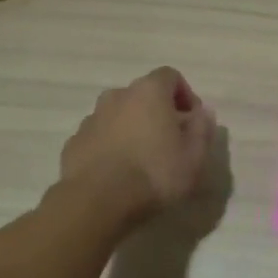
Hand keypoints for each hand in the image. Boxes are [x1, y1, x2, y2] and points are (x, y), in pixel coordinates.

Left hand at [59, 67, 215, 223]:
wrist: (97, 201)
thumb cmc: (154, 174)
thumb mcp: (194, 157)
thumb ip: (203, 129)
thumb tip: (202, 113)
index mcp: (149, 92)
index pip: (171, 76)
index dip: (185, 95)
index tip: (192, 122)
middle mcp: (117, 95)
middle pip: (143, 95)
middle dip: (158, 112)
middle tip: (170, 142)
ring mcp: (92, 117)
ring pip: (119, 115)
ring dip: (133, 128)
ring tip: (143, 160)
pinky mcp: (74, 141)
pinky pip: (100, 136)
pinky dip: (111, 146)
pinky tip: (118, 172)